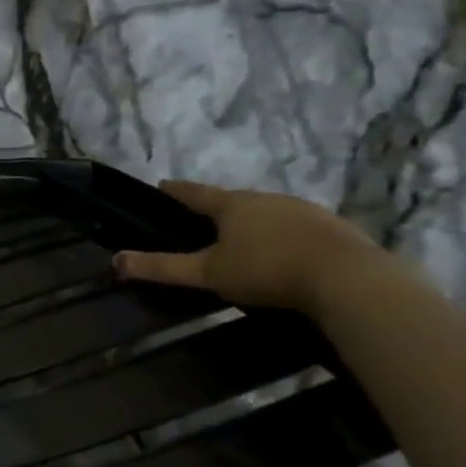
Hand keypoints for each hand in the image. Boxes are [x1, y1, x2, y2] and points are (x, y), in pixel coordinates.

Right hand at [113, 180, 383, 314]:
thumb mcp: (207, 273)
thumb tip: (115, 261)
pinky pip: (296, 227)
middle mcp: (267, 199)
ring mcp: (304, 211)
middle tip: (200, 223)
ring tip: (241, 241)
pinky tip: (282, 254)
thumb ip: (162, 268)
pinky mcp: (333, 228)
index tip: (161, 186)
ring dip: (252, 223)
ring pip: (267, 212)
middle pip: (232, 200)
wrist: (350, 280)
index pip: (194, 192)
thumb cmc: (266, 270)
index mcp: (232, 205)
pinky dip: (281, 236)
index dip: (175, 191)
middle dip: (216, 210)